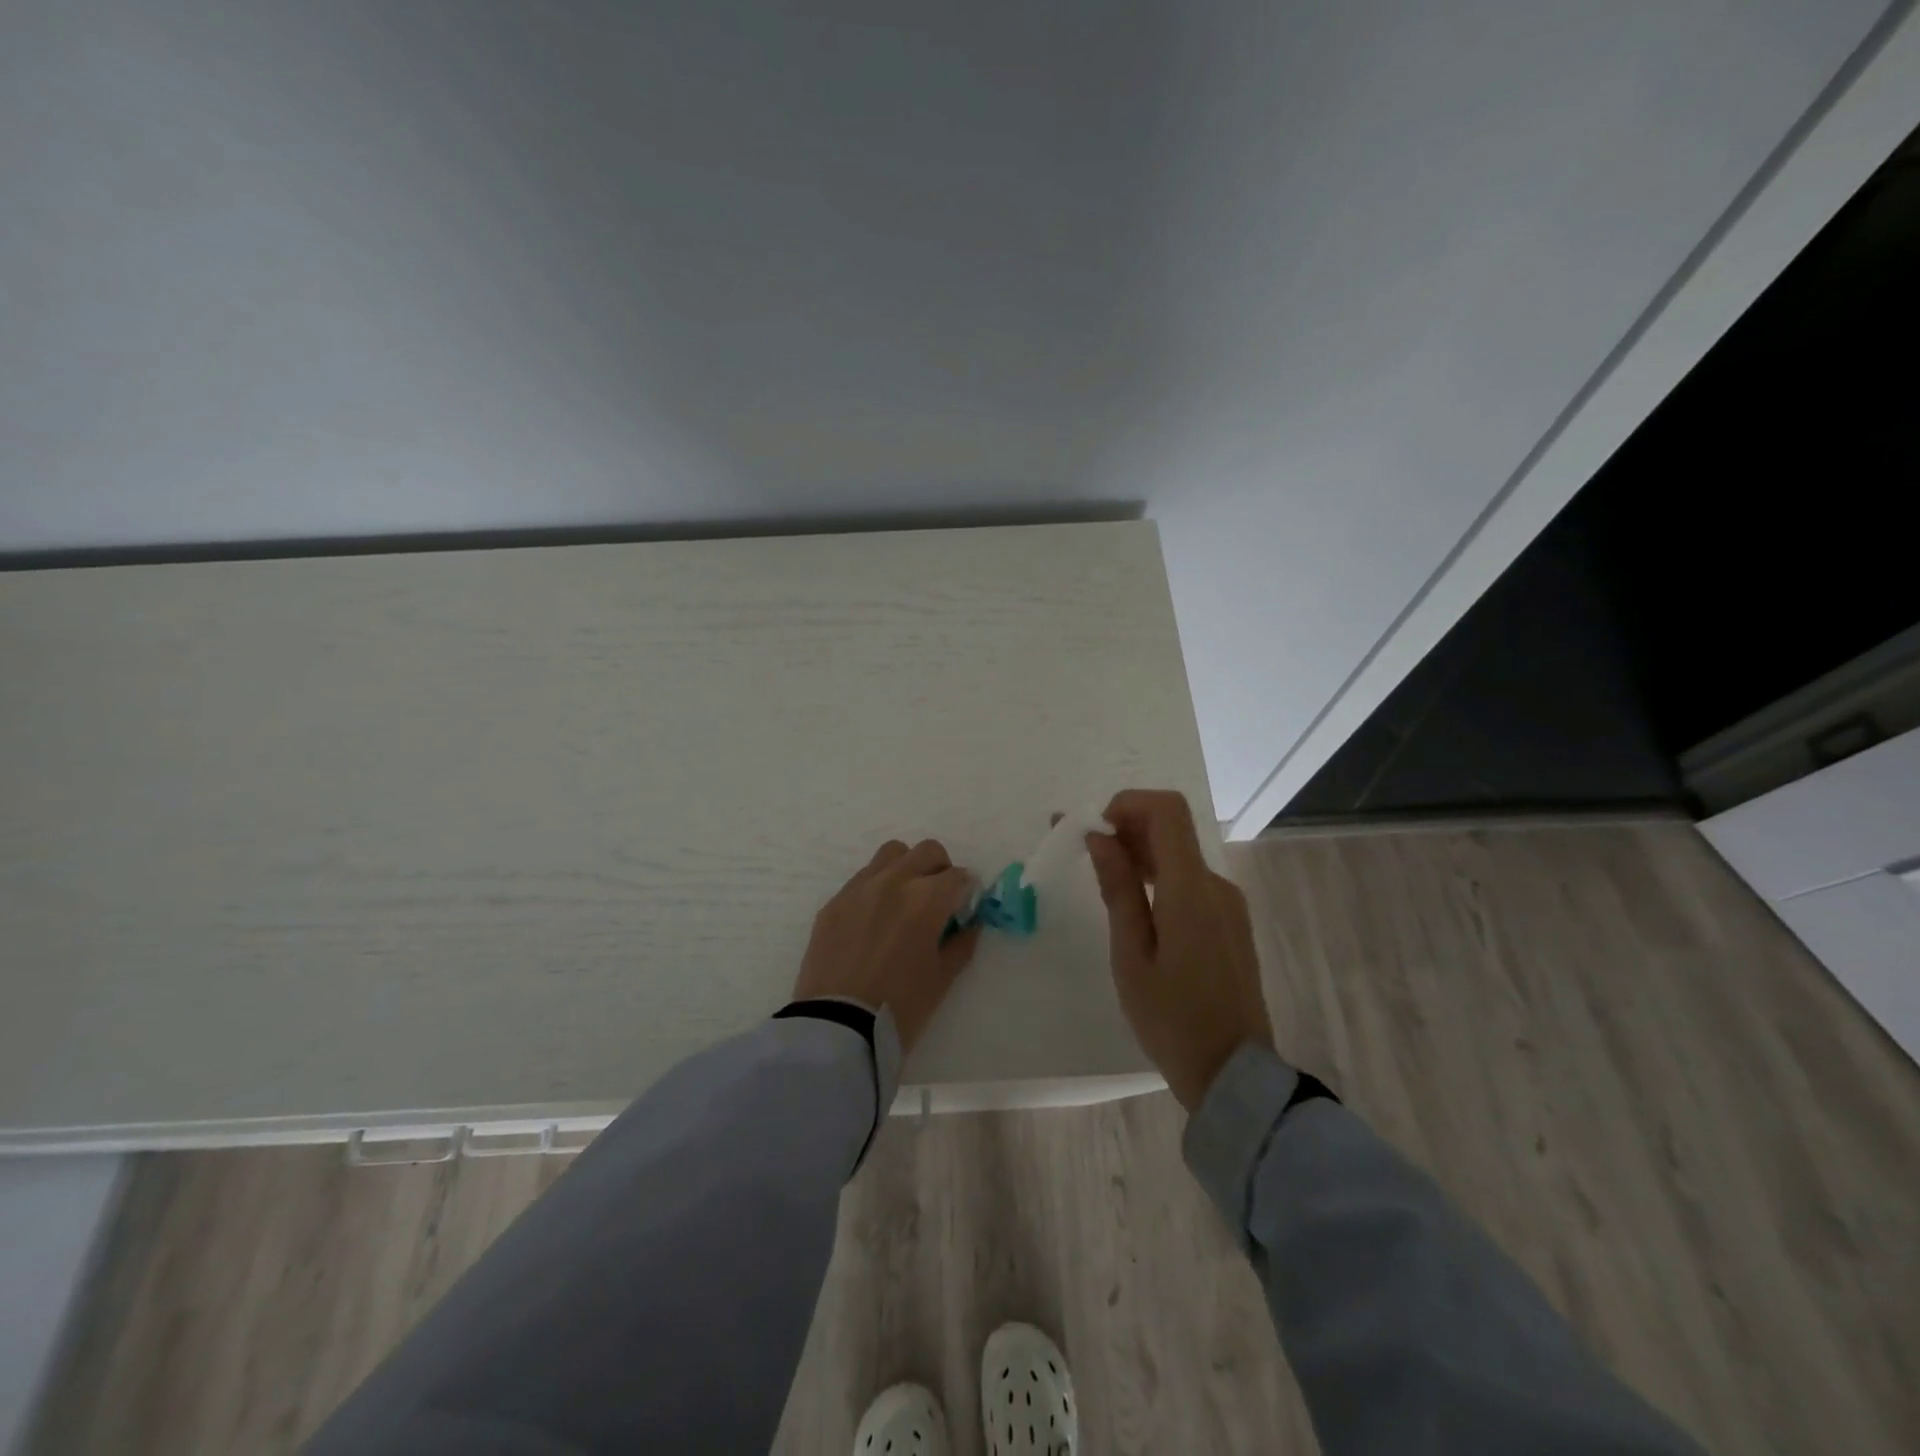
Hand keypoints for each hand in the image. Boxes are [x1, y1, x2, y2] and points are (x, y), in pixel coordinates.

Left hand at [793, 838, 981, 1055]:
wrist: (836, 1027)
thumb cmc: (899, 1008)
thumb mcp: (942, 979)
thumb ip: (961, 944)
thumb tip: (969, 924)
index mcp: (925, 899)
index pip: (957, 876)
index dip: (966, 891)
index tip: (964, 907)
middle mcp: (893, 882)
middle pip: (927, 852)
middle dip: (940, 869)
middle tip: (939, 898)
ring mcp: (859, 888)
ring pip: (891, 854)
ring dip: (906, 868)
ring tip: (905, 899)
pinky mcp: (834, 902)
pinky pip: (862, 878)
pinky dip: (877, 887)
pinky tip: (875, 919)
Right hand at [1085, 789, 1273, 1110]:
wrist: (1234, 1074)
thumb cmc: (1171, 1019)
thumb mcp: (1131, 956)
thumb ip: (1118, 889)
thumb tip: (1100, 837)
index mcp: (1191, 890)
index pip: (1167, 811)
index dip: (1127, 804)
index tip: (1094, 830)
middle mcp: (1216, 885)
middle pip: (1172, 829)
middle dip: (1126, 829)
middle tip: (1084, 853)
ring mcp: (1229, 903)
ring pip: (1180, 856)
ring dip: (1141, 854)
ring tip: (1104, 882)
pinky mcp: (1232, 921)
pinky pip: (1191, 881)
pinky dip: (1160, 877)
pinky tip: (1138, 908)